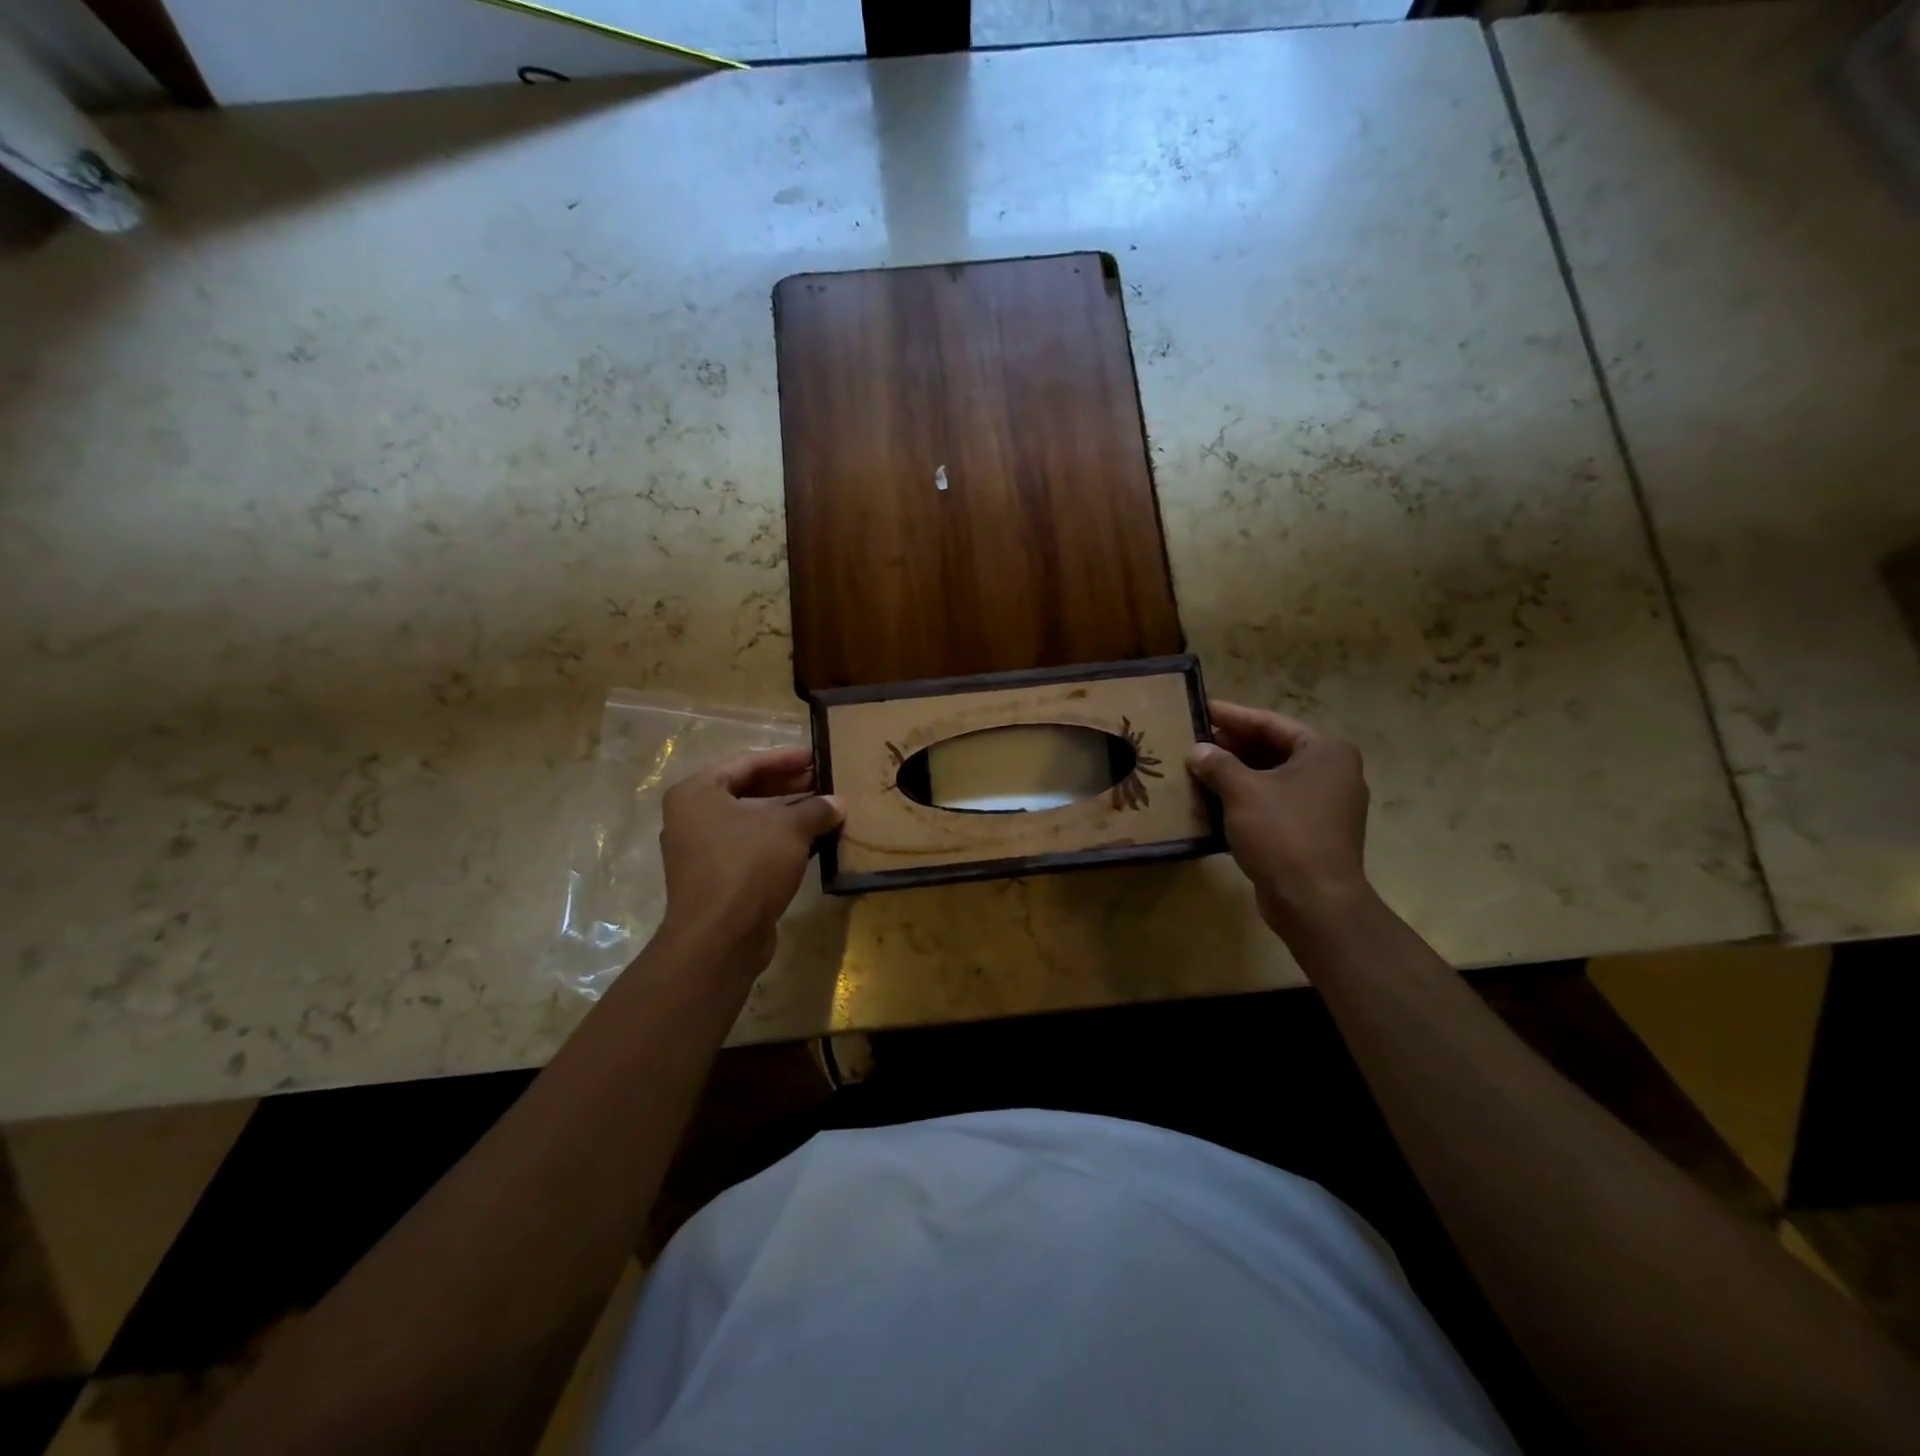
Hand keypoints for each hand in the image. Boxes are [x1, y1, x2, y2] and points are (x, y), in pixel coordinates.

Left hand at [658, 745, 843, 970]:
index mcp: (697, 793)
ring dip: (787, 815)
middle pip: (747, 791)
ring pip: (751, 822)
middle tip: (824, 780)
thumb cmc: (748, 865)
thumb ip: (815, 809)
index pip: (747, 763)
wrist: (720, 937)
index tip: (816, 754)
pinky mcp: (716, 879)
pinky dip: (779, 842)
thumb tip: (837, 804)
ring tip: (824, 809)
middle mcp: (691, 818)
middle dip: (788, 786)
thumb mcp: (789, 829)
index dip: (785, 758)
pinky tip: (812, 841)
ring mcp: (700, 851)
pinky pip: (751, 848)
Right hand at [1186, 702, 1370, 935]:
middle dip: (1233, 745)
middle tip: (1195, 740)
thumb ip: (1218, 764)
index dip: (1233, 716)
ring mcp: (1326, 804)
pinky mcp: (1314, 832)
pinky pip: (1276, 803)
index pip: (1271, 723)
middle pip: (1274, 748)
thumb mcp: (1243, 792)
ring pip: (1273, 777)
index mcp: (1325, 752)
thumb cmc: (1283, 834)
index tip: (1202, 708)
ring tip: (1199, 768)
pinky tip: (1215, 800)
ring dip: (1237, 773)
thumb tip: (1197, 751)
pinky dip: (1247, 798)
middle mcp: (1333, 772)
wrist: (1314, 901)